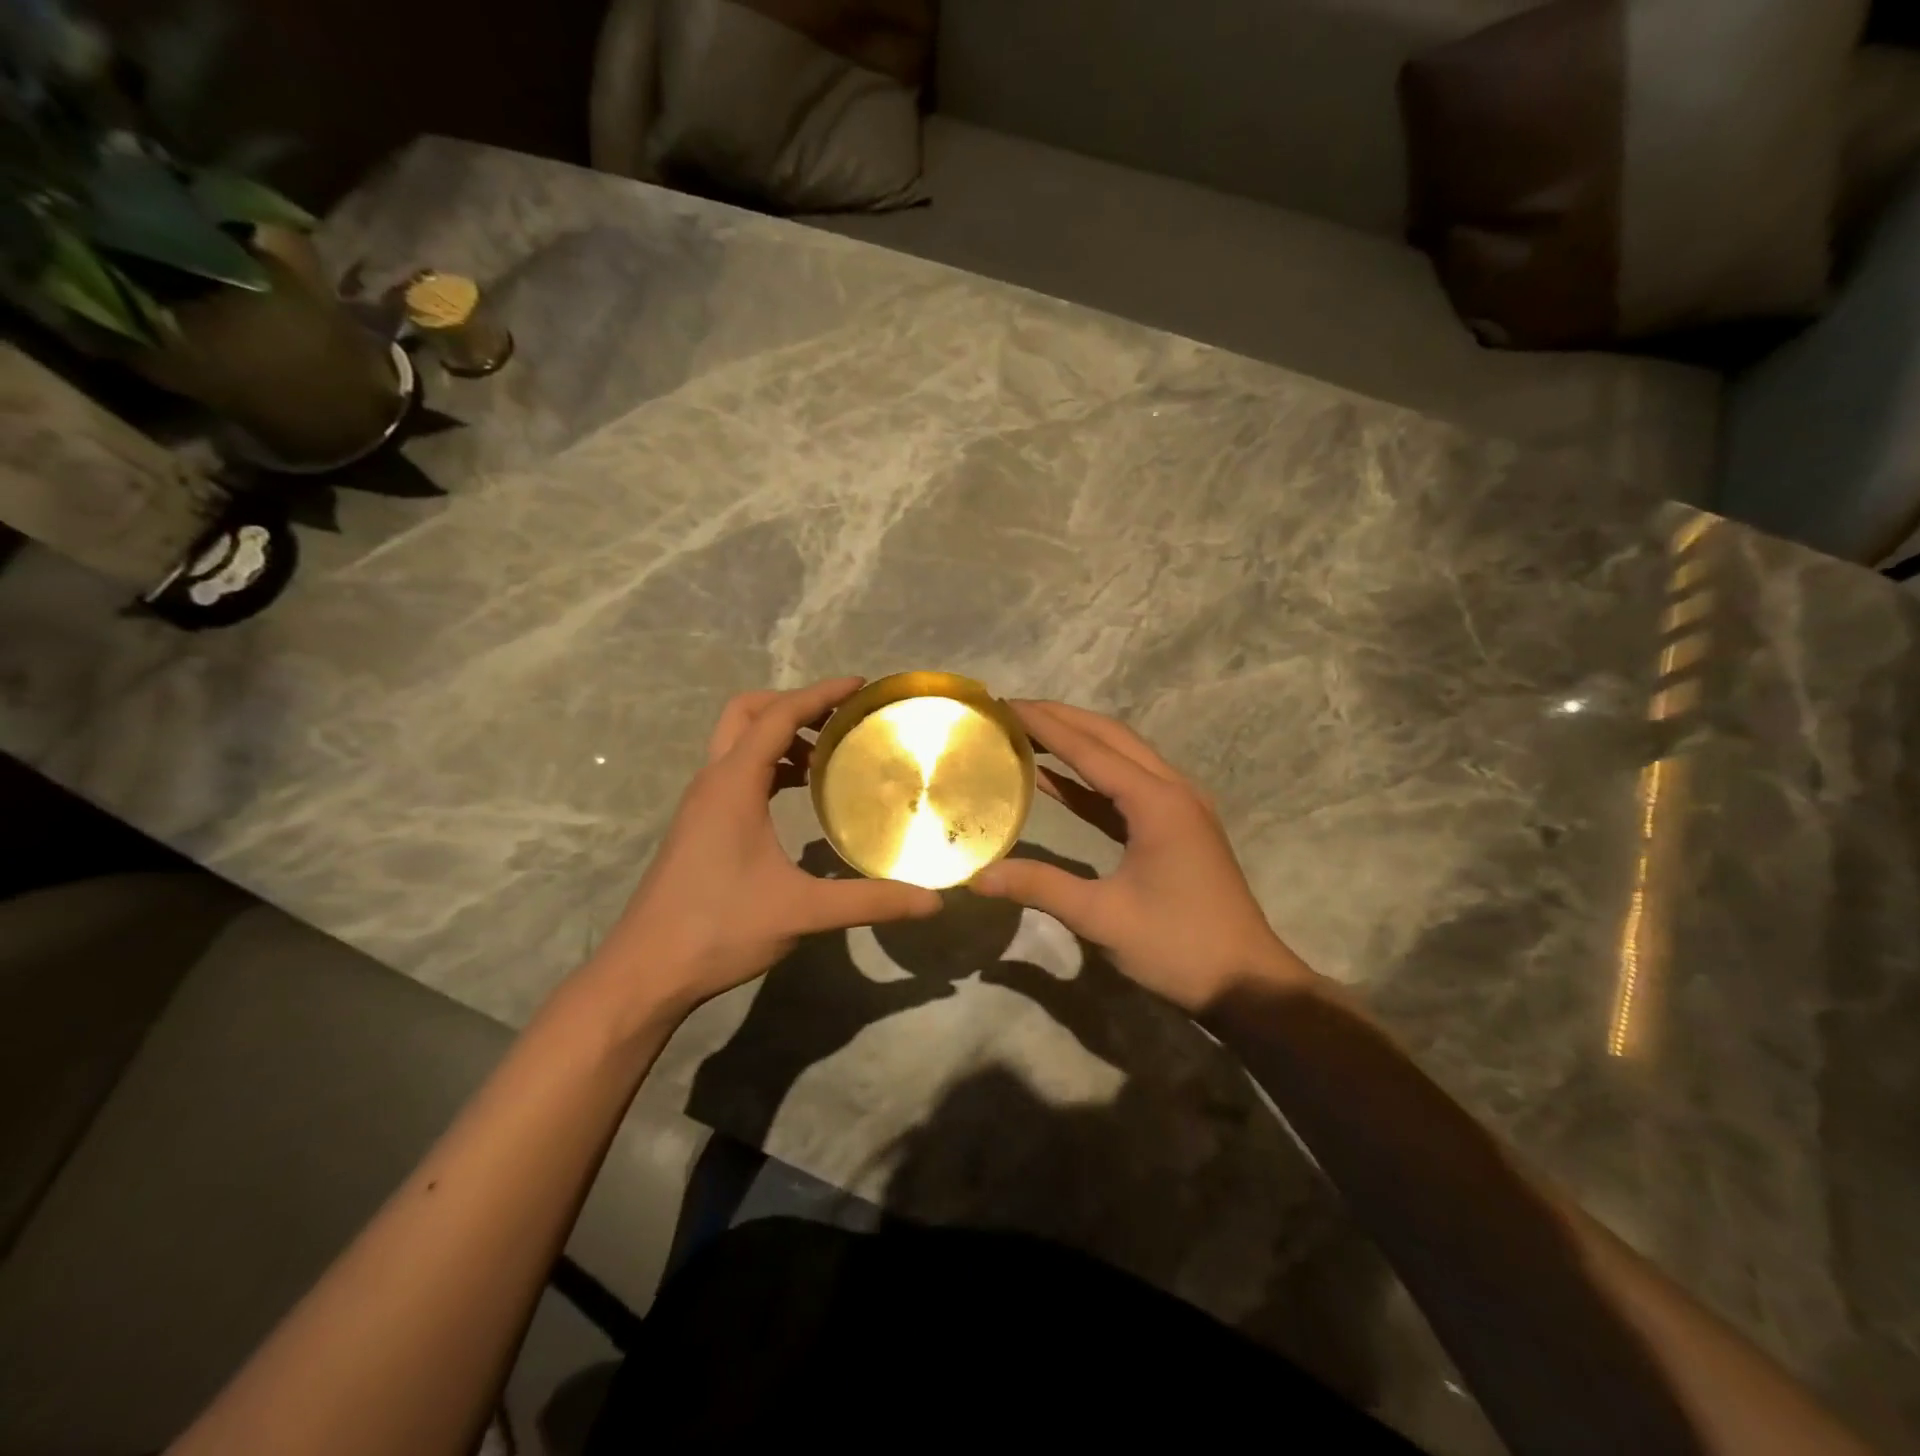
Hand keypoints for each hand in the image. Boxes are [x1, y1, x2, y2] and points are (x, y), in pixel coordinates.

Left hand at [590, 678, 940, 1018]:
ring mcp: (701, 803)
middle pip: (747, 713)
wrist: (646, 971)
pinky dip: (768, 765)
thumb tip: (932, 900)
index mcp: (734, 784)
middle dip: (792, 704)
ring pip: (737, 742)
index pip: (778, 716)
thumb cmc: (719, 929)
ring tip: (827, 756)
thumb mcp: (802, 912)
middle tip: (838, 720)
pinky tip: (798, 795)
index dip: (820, 694)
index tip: (859, 686)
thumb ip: (869, 901)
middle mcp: (713, 781)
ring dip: (779, 736)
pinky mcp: (699, 824)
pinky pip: (736, 772)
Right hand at [970, 700, 1313, 1013]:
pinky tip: (1055, 780)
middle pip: (1110, 738)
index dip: (1045, 725)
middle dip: (1062, 719)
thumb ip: (1040, 887)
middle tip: (1012, 710)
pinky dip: (1090, 778)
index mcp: (1157, 802)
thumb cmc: (1178, 946)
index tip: (1005, 705)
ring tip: (1028, 732)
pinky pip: (1127, 788)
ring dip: (1078, 742)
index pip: (1090, 749)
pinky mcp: (1177, 827)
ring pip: (1122, 757)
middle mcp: (1172, 790)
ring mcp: (1179, 807)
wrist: (1247, 982)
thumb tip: (978, 876)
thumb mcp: (1102, 918)